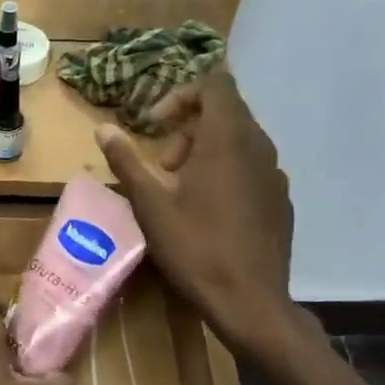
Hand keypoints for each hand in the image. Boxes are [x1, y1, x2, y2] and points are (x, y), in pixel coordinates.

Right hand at [94, 71, 300, 355]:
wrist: (250, 301)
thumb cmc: (195, 248)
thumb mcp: (150, 206)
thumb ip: (127, 161)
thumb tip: (103, 129)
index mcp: (227, 139)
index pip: (215, 83)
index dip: (181, 95)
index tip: (155, 126)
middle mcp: (259, 147)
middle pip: (226, 112)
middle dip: (188, 129)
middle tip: (162, 167)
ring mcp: (275, 174)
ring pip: (239, 142)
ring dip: (206, 152)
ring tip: (181, 192)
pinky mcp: (280, 200)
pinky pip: (252, 169)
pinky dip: (227, 174)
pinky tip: (209, 213)